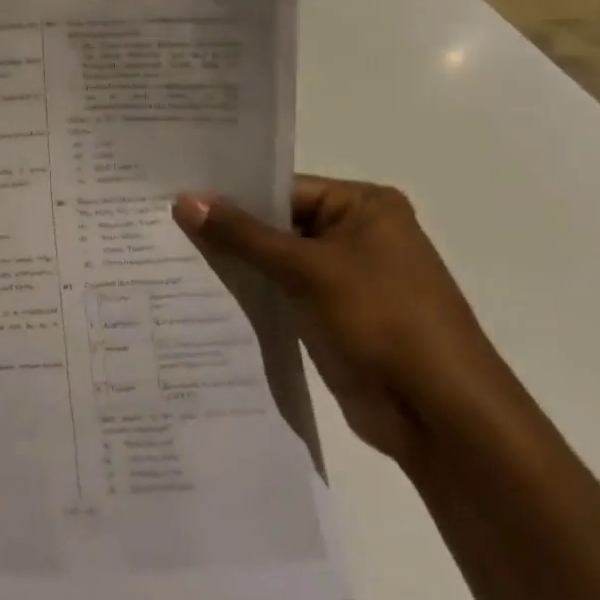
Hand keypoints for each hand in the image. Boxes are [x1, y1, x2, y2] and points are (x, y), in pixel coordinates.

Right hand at [173, 177, 515, 463]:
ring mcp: (344, 278)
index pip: (282, 188)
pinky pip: (280, 292)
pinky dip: (249, 292)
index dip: (230, 194)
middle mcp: (356, 234)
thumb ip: (243, 235)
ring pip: (275, 260)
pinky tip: (201, 292)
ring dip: (234, 263)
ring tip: (169, 256)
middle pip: (276, 223)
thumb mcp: (306, 269)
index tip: (174, 195)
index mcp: (364, 206)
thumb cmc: (381, 320)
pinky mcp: (331, 315)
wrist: (438, 411)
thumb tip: (184, 200)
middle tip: (161, 224)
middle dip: (226, 229)